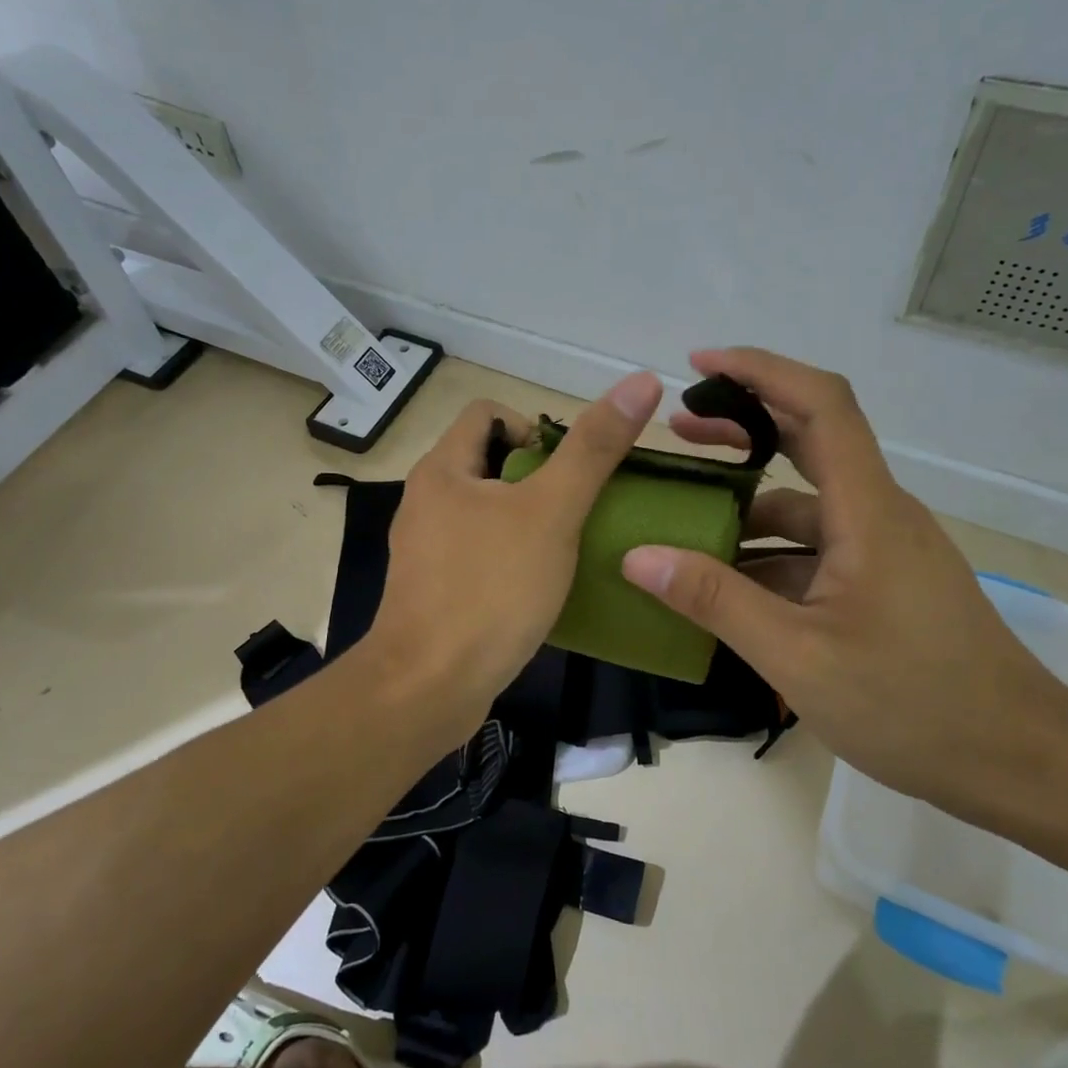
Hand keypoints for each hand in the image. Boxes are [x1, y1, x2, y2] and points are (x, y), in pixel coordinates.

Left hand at [363, 372, 663, 733]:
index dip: (533, 427)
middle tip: (576, 510)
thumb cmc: (491, 589)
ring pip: (485, 512)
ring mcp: (426, 549)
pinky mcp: (433, 591)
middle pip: (489, 462)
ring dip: (526, 519)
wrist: (429, 687)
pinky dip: (510, 557)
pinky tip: (539, 586)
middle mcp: (426, 501)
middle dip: (537, 478)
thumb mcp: (552, 511)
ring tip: (566, 546)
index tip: (567, 468)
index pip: (488, 413)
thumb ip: (593, 449)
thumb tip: (641, 380)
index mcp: (443, 469)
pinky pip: (478, 554)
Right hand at [622, 348, 1067, 801]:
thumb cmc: (912, 703)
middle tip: (677, 435)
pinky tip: (730, 585)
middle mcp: (879, 513)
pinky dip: (770, 554)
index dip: (760, 371)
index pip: (820, 405)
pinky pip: (816, 548)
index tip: (700, 365)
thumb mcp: (797, 655)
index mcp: (867, 511)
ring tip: (685, 526)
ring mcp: (884, 549)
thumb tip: (638, 556)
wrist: (1017, 759)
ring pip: (807, 506)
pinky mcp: (884, 581)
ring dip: (748, 507)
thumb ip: (715, 601)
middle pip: (810, 440)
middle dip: (741, 428)